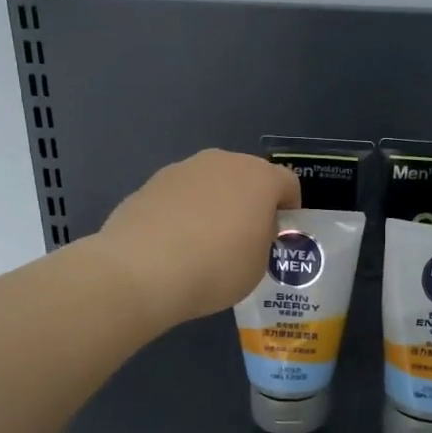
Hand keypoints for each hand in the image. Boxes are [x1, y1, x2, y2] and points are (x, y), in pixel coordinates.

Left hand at [96, 149, 300, 327]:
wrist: (141, 270)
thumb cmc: (216, 268)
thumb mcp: (258, 265)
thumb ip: (262, 239)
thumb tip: (250, 229)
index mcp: (260, 178)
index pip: (288, 183)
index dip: (290, 209)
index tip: (281, 235)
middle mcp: (223, 162)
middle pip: (247, 176)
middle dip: (251, 201)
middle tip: (246, 237)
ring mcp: (183, 169)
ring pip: (211, 183)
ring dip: (216, 203)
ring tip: (206, 242)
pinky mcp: (150, 183)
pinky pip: (181, 195)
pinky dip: (184, 212)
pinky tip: (175, 244)